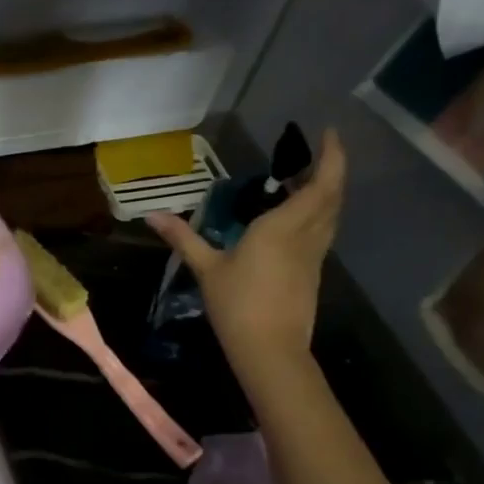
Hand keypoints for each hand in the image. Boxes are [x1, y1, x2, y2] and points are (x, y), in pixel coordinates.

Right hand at [146, 128, 345, 386]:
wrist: (270, 350)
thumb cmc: (237, 304)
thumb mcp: (206, 268)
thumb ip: (183, 238)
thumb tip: (151, 215)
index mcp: (283, 227)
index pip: (320, 184)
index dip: (331, 157)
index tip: (328, 133)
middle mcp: (306, 236)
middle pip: (332, 196)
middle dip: (332, 169)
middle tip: (316, 151)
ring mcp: (314, 256)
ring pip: (331, 215)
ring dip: (326, 192)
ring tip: (305, 179)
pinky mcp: (313, 273)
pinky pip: (322, 232)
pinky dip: (318, 214)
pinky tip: (298, 218)